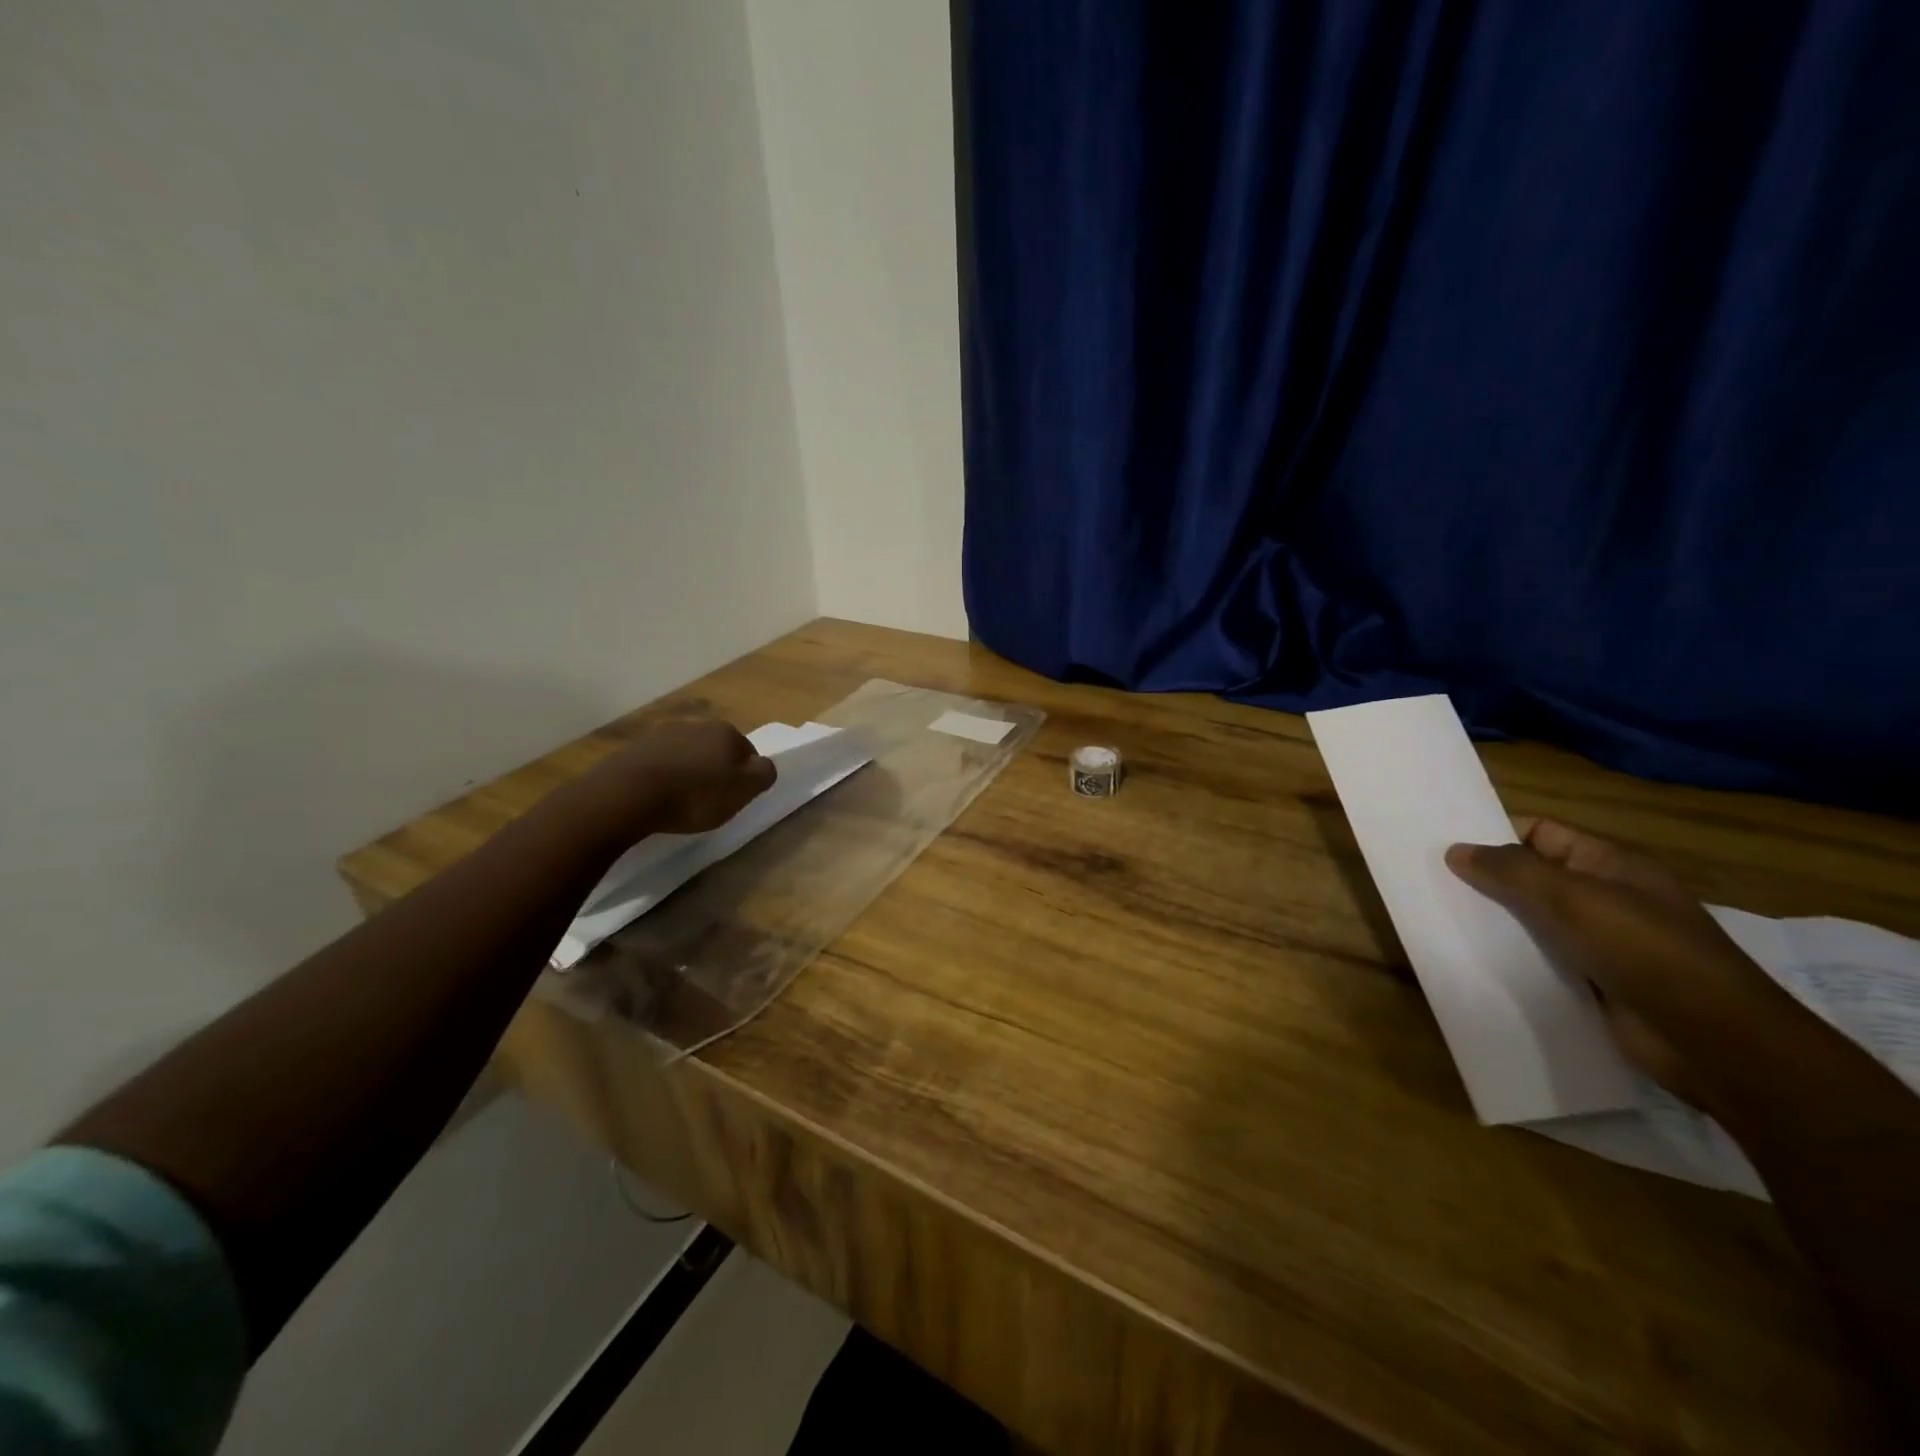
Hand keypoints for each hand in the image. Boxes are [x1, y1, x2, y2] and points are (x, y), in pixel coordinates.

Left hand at [581, 717, 775, 837]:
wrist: (627, 795)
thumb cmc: (694, 795)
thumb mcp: (743, 790)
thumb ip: (764, 774)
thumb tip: (764, 765)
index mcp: (726, 732)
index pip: (748, 752)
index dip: (744, 776)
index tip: (735, 798)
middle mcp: (695, 725)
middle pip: (716, 750)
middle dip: (715, 771)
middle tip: (710, 800)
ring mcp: (661, 735)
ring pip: (686, 755)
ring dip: (688, 772)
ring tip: (681, 801)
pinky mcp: (633, 749)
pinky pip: (659, 764)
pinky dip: (663, 777)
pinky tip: (657, 798)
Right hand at [1445, 819, 1817, 1116]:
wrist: (1715, 1041)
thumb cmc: (1645, 951)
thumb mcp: (1572, 899)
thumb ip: (1510, 871)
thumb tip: (1456, 850)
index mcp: (1611, 864)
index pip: (1541, 832)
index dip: (1495, 834)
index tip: (1443, 844)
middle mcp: (1606, 896)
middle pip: (1533, 876)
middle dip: (1485, 879)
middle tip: (1429, 881)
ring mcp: (1602, 941)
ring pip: (1533, 920)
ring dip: (1494, 922)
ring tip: (1438, 919)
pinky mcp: (1594, 981)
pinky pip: (1541, 959)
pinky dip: (1511, 957)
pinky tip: (1473, 959)